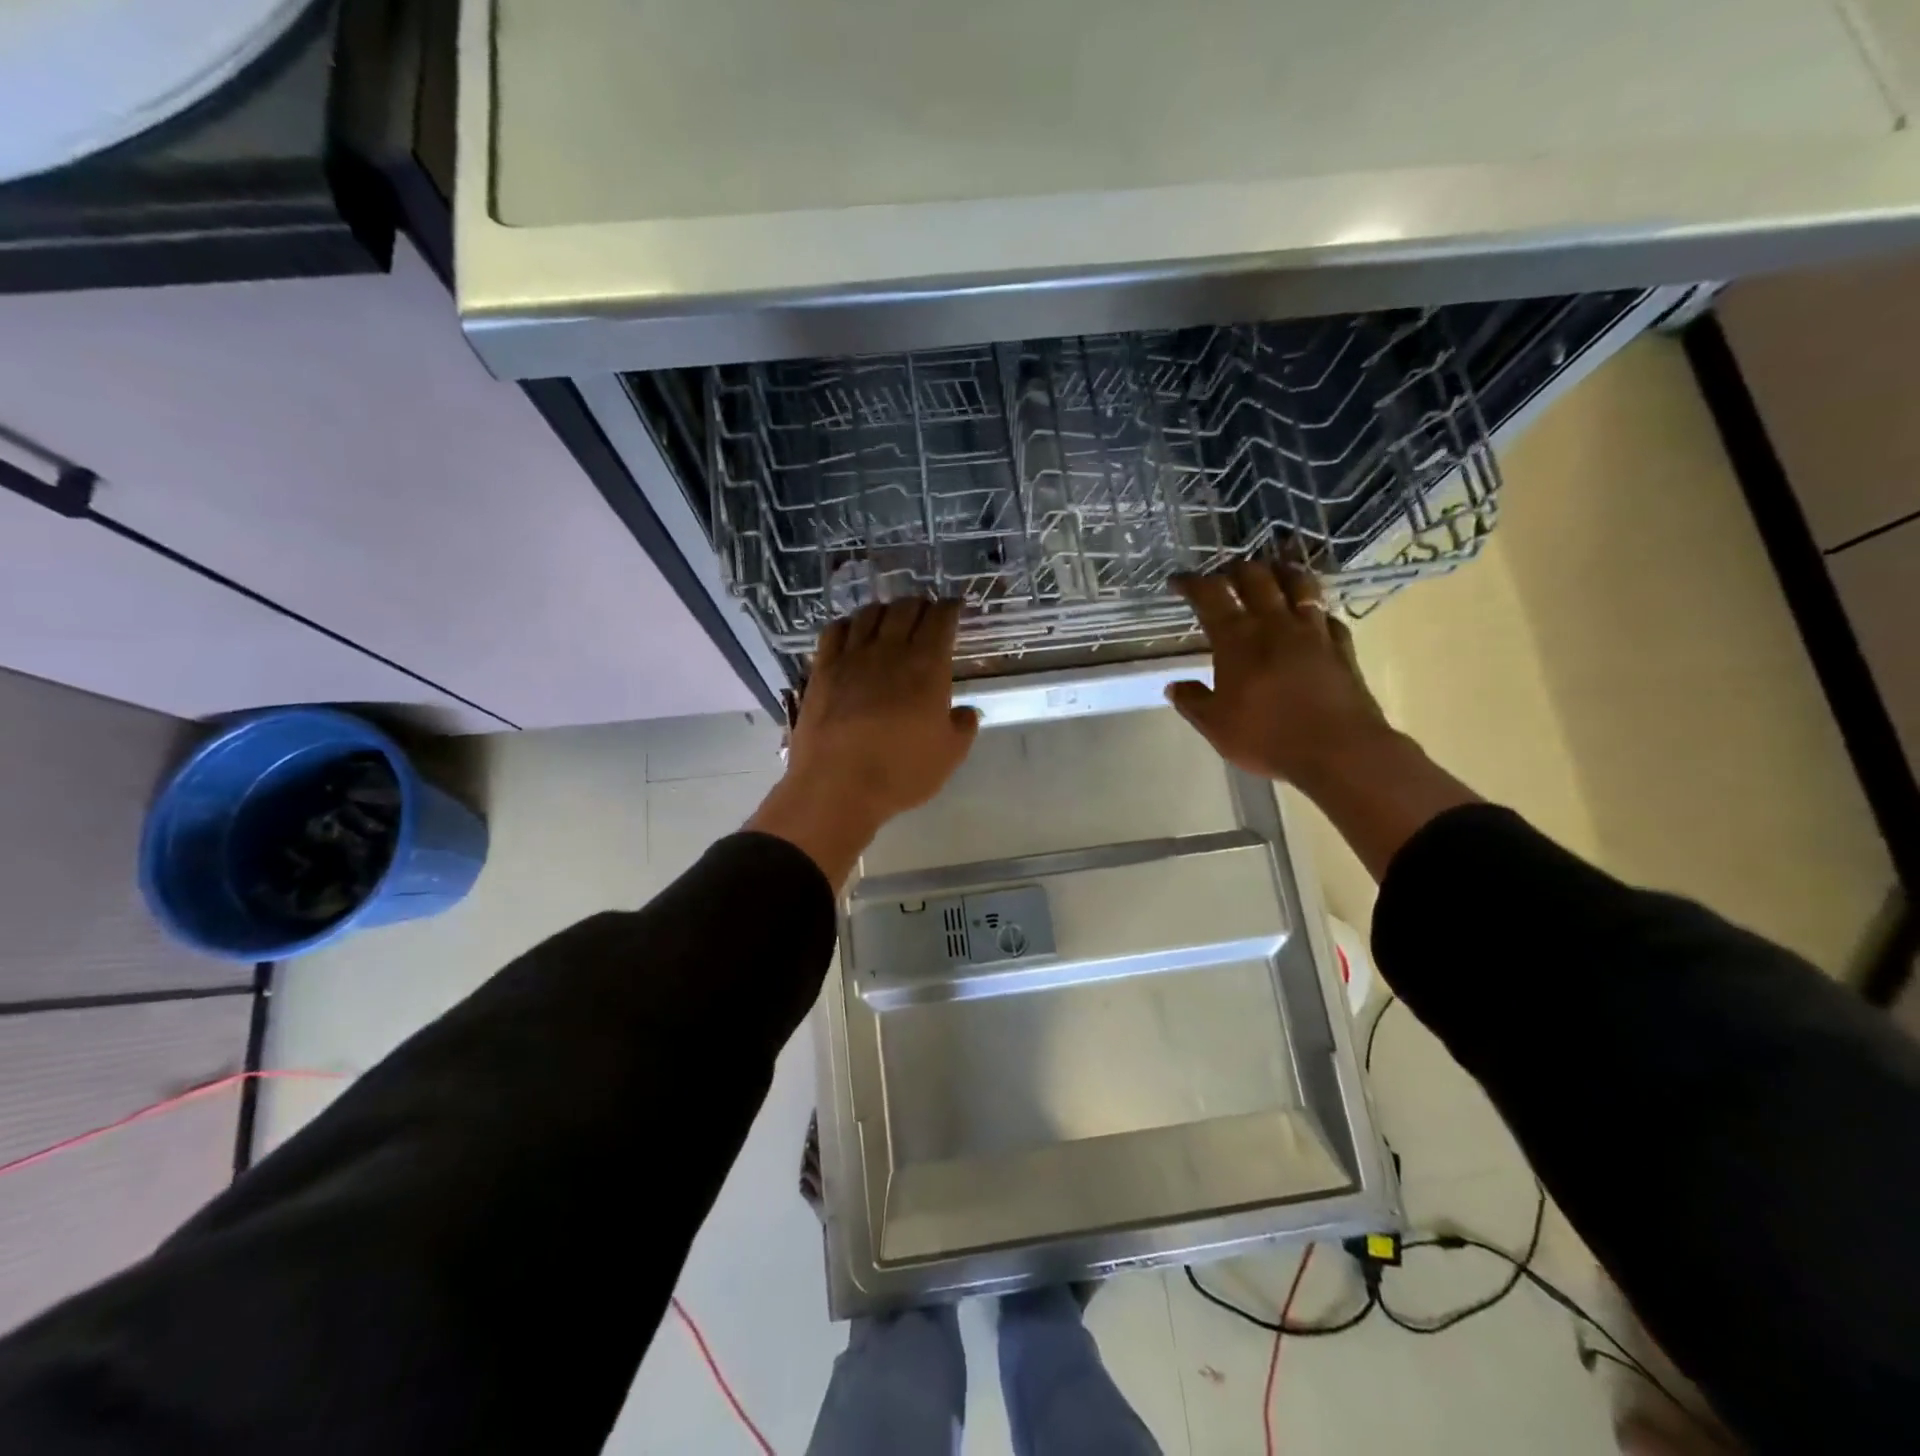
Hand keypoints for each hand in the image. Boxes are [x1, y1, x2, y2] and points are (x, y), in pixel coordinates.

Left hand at [747, 600, 979, 886]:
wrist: (837, 785)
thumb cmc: (901, 772)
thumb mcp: (949, 755)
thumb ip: (963, 727)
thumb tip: (965, 711)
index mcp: (927, 666)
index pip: (941, 619)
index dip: (950, 608)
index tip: (955, 608)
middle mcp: (890, 651)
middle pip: (905, 608)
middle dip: (920, 605)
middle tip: (926, 613)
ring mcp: (852, 657)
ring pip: (869, 614)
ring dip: (885, 610)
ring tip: (890, 619)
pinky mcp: (822, 669)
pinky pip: (835, 631)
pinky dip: (849, 624)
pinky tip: (852, 632)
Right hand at [1166, 562, 1390, 791]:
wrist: (1340, 750)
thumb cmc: (1268, 737)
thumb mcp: (1217, 726)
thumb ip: (1193, 702)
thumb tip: (1175, 686)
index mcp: (1238, 639)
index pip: (1210, 595)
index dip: (1191, 583)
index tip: (1178, 581)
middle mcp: (1275, 624)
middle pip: (1256, 577)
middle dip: (1236, 569)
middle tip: (1224, 575)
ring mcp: (1313, 631)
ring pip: (1298, 584)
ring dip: (1280, 572)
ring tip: (1271, 572)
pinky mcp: (1341, 645)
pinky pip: (1326, 614)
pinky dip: (1313, 609)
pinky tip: (1310, 616)